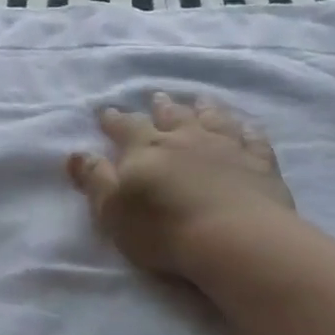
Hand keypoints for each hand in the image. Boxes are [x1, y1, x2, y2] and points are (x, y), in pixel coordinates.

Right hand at [67, 92, 294, 277]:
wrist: (234, 237)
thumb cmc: (163, 227)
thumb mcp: (113, 209)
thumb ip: (95, 179)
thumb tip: (75, 153)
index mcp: (146, 147)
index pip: (125, 127)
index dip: (115, 120)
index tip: (107, 112)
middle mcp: (185, 138)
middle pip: (171, 115)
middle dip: (161, 107)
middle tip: (158, 96)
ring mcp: (226, 146)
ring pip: (213, 118)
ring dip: (204, 109)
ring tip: (200, 100)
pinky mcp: (259, 162)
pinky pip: (253, 138)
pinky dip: (248, 130)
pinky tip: (248, 127)